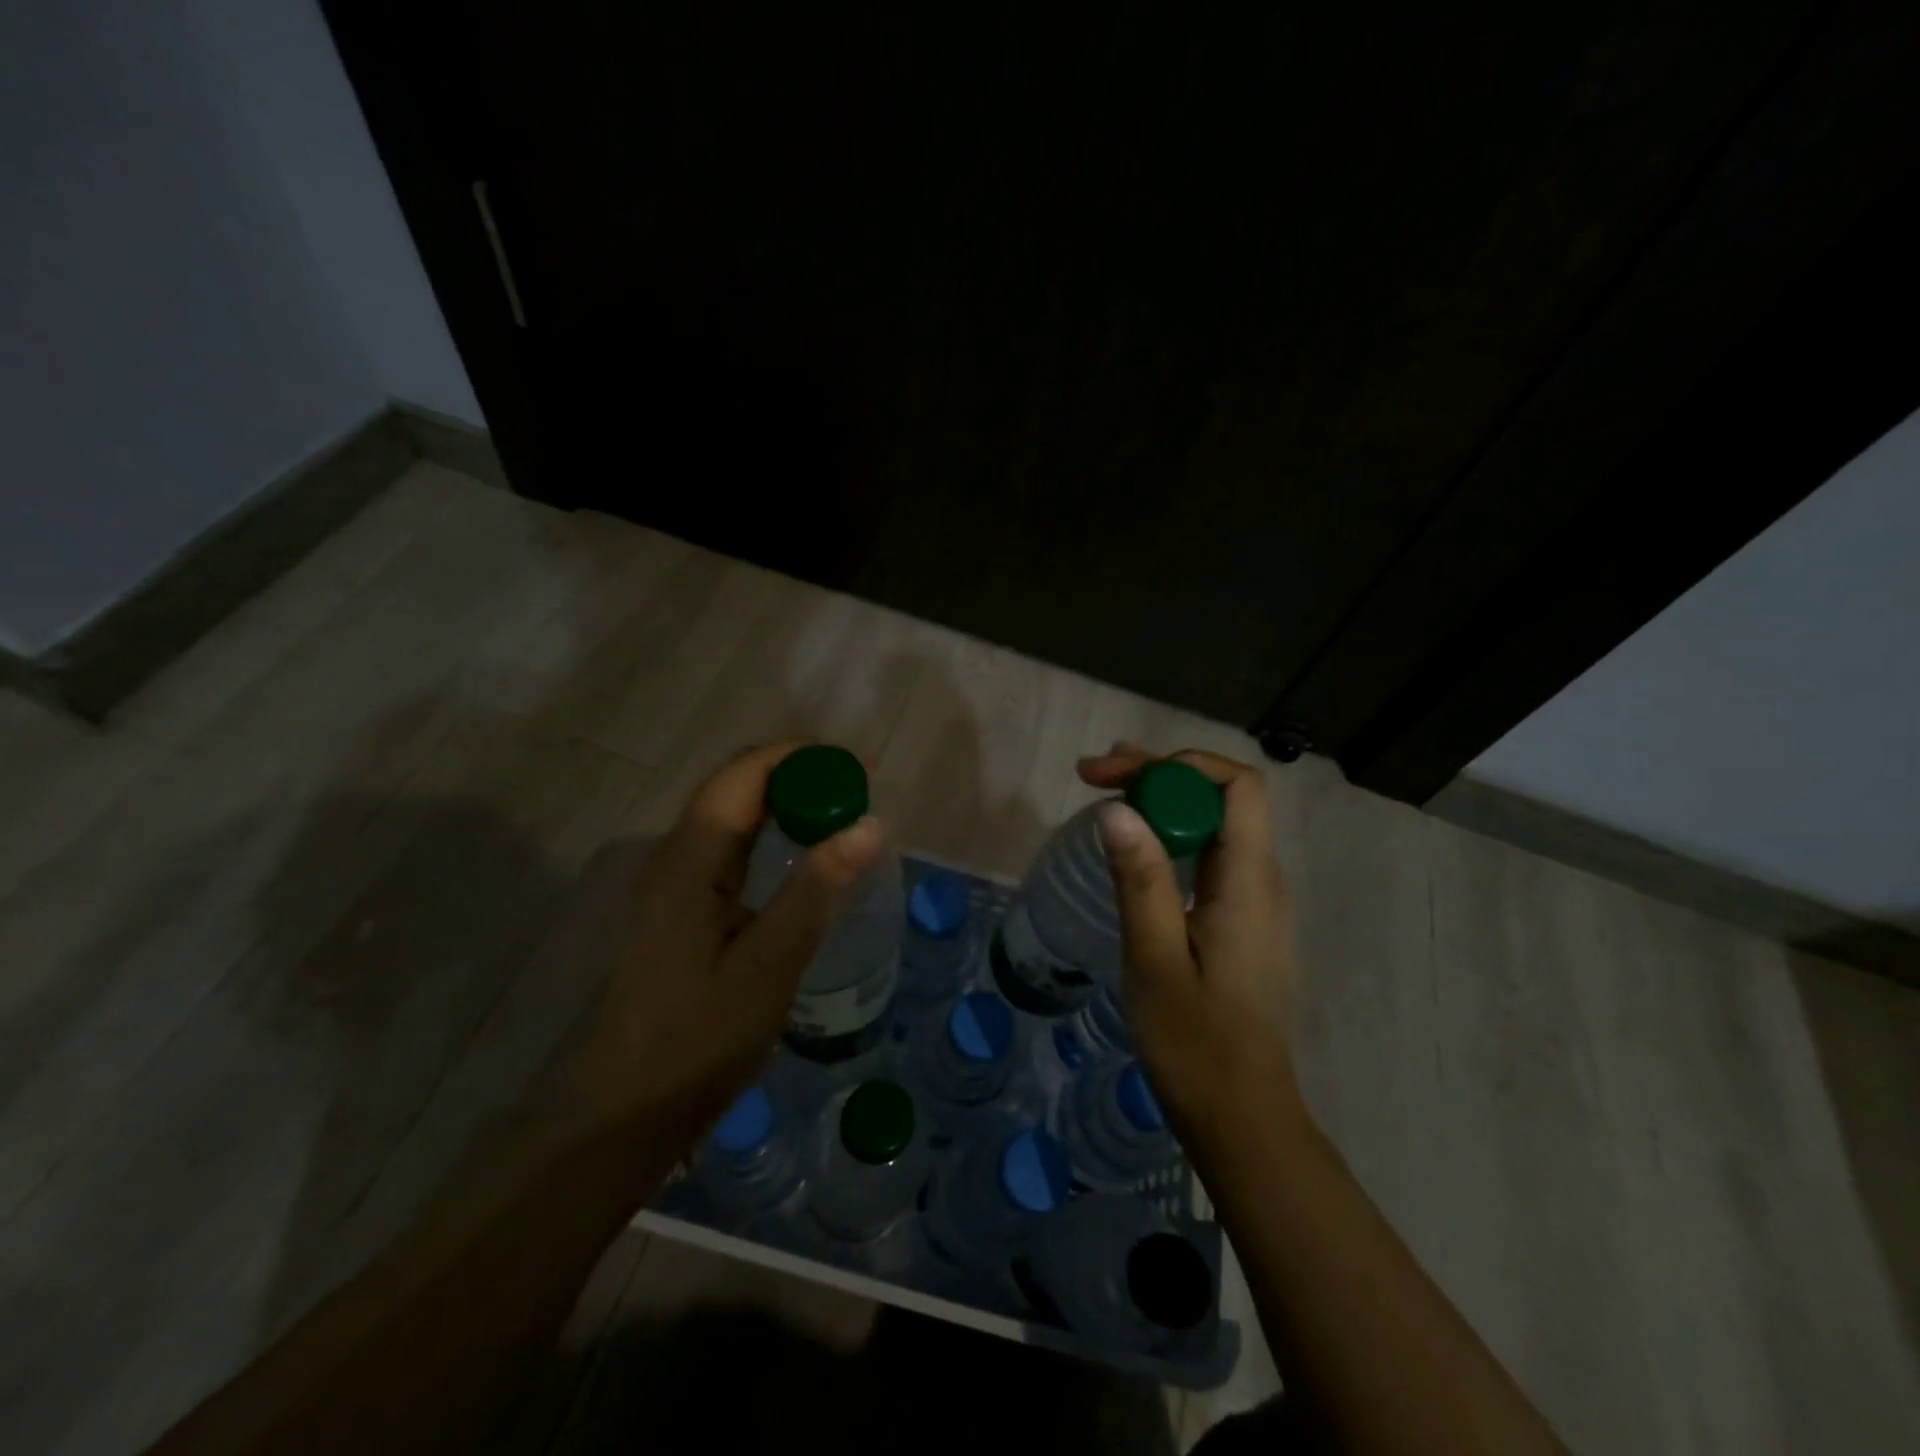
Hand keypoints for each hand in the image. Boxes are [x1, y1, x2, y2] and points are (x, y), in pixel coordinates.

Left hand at [558, 741, 886, 1143]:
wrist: (625, 1112)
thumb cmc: (697, 1041)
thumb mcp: (769, 964)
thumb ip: (817, 888)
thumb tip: (871, 824)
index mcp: (689, 859)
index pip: (744, 774)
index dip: (801, 757)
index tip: (860, 767)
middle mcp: (675, 856)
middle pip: (737, 786)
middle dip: (799, 775)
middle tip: (859, 790)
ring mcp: (674, 882)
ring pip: (733, 815)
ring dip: (787, 803)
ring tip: (842, 812)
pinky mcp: (681, 907)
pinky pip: (731, 848)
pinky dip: (773, 835)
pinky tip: (803, 857)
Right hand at [1077, 742, 1303, 1139]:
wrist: (1242, 1117)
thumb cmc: (1195, 1044)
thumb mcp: (1155, 959)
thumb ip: (1141, 880)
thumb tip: (1118, 808)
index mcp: (1250, 883)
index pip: (1237, 786)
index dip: (1177, 764)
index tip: (1115, 774)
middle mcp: (1265, 882)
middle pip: (1223, 798)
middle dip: (1161, 774)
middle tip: (1096, 775)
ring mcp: (1257, 904)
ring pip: (1217, 825)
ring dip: (1165, 801)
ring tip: (1108, 793)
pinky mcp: (1243, 923)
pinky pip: (1213, 857)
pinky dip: (1173, 835)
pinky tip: (1136, 848)